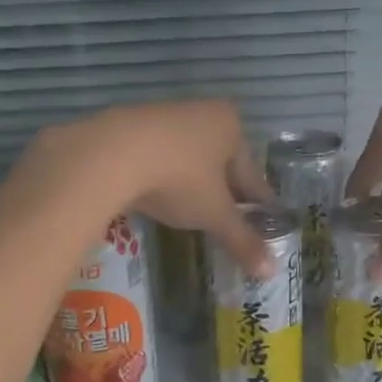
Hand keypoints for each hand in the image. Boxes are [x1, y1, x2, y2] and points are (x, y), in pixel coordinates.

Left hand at [19, 101, 276, 275]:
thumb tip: (271, 270)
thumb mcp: (214, 214)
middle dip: (224, 188)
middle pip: (220, 160)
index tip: (263, 218)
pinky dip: (162, 175)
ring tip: (191, 208)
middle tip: (228, 217)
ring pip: (188, 155)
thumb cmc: (178, 178)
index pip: (251, 171)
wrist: (110, 154)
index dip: (257, 200)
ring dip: (191, 179)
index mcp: (230, 125)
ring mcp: (163, 115)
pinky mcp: (129, 124)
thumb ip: (242, 239)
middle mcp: (200, 111)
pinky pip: (157, 155)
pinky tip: (156, 193)